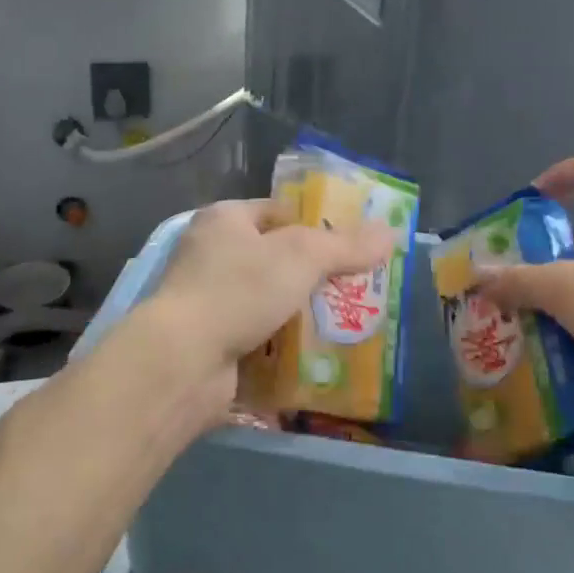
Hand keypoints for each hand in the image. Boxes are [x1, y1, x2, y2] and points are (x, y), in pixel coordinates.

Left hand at [140, 198, 392, 419]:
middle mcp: (211, 255)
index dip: (315, 223)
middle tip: (358, 288)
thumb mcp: (301, 256)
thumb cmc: (239, 290)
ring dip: (302, 316)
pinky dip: (284, 348)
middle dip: (314, 276)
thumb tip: (390, 232)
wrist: (183, 361)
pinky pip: (259, 340)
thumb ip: (346, 245)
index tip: (352, 244)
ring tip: (348, 325)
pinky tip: (319, 358)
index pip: (277, 211)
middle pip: (276, 260)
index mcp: (224, 220)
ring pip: (269, 303)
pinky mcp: (212, 343)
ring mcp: (209, 302)